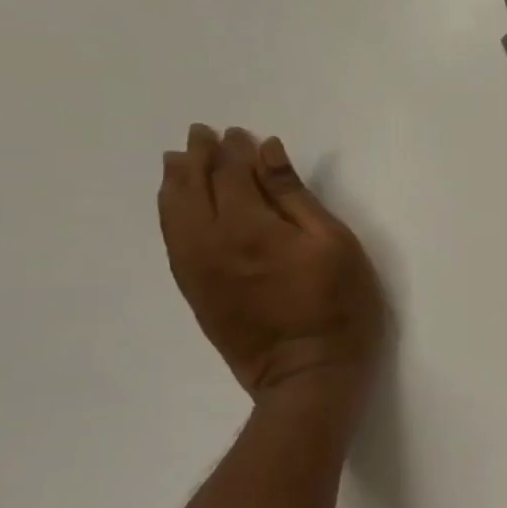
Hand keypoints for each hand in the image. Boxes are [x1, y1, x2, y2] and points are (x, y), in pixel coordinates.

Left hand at [158, 125, 385, 402]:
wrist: (307, 374)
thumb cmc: (337, 304)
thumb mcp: (333, 243)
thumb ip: (295, 195)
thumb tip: (268, 152)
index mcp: (249, 227)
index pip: (231, 174)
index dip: (233, 150)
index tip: (238, 133)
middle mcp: (211, 243)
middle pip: (193, 189)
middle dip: (196, 158)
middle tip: (200, 135)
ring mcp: (197, 270)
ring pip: (174, 215)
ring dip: (175, 183)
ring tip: (176, 162)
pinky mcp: (195, 292)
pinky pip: (171, 242)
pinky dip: (169, 215)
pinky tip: (174, 206)